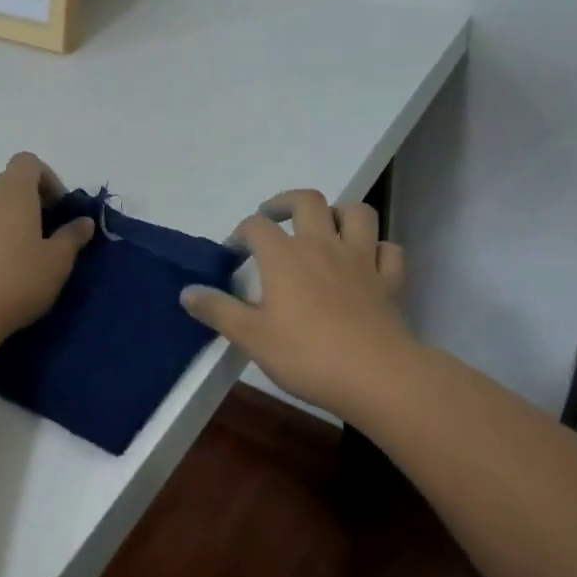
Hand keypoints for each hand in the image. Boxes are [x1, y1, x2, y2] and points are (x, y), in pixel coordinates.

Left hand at [0, 152, 94, 346]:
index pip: (28, 162)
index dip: (48, 179)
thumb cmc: (16, 281)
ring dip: (10, 222)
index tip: (59, 210)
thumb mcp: (57, 262)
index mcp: (13, 192)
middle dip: (32, 202)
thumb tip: (84, 221)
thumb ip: (72, 237)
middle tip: (48, 236)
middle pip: (9, 184)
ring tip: (24, 258)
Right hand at [180, 190, 413, 416]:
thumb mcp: (251, 337)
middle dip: (286, 202)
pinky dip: (378, 249)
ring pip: (357, 213)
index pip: (256, 226)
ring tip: (325, 229)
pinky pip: (389, 250)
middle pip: (307, 200)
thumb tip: (186, 291)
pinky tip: (368, 263)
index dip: (241, 233)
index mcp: (284, 256)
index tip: (234, 253)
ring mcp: (361, 259)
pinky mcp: (389, 280)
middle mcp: (322, 245)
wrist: (375, 376)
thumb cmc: (306, 355)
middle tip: (274, 218)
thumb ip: (218, 310)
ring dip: (339, 213)